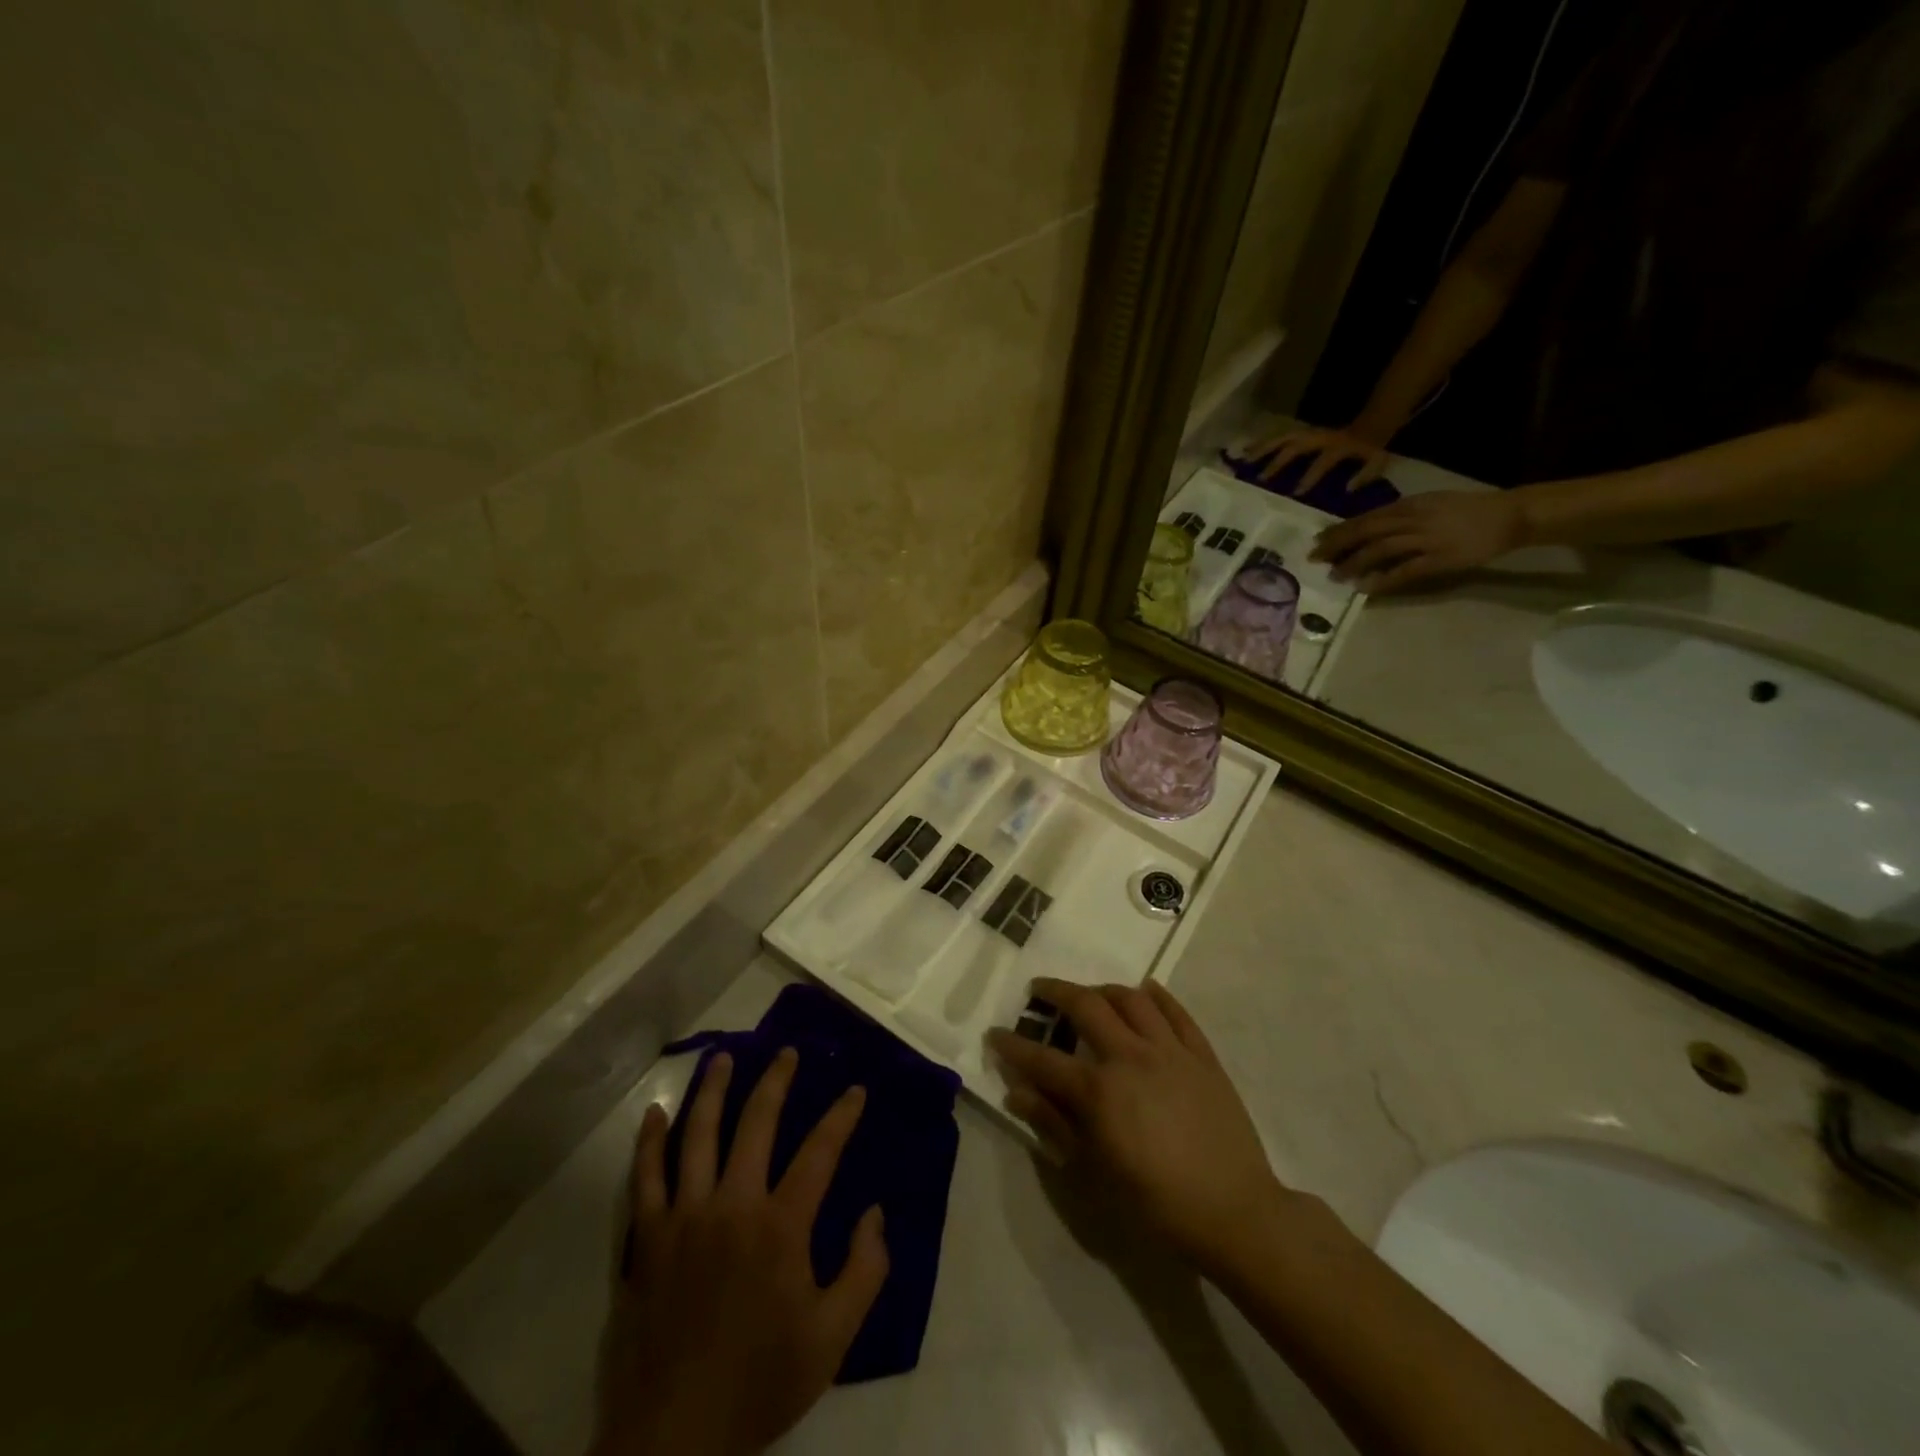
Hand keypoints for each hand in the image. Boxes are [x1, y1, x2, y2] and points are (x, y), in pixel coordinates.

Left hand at [596, 1050, 887, 1455]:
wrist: (674, 1440)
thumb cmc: (760, 1383)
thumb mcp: (832, 1339)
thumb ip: (864, 1272)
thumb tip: (875, 1213)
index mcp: (780, 1225)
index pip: (820, 1151)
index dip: (841, 1116)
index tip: (855, 1090)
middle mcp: (732, 1205)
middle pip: (756, 1123)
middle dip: (776, 1081)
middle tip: (787, 1052)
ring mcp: (684, 1217)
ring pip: (699, 1135)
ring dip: (713, 1091)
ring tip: (723, 1057)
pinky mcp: (646, 1240)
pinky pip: (645, 1178)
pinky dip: (650, 1142)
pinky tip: (656, 1113)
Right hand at [988, 978, 1285, 1276]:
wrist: (1235, 1214)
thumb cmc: (1157, 1203)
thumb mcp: (1095, 1173)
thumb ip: (1055, 1126)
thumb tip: (1017, 1093)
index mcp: (1099, 1091)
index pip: (1043, 1059)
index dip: (1013, 1047)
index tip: (995, 1034)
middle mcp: (1130, 1057)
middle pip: (1086, 1006)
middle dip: (1055, 992)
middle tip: (1040, 990)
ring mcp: (1170, 1051)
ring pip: (1131, 998)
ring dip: (1103, 989)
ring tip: (1091, 995)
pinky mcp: (1202, 1055)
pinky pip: (1177, 1012)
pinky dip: (1157, 996)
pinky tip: (1146, 992)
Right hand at [1247, 422, 1392, 493]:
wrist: (1373, 422)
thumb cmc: (1372, 448)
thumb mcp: (1377, 461)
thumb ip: (1365, 475)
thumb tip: (1347, 489)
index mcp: (1337, 446)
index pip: (1322, 462)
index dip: (1311, 476)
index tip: (1296, 494)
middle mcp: (1319, 438)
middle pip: (1295, 446)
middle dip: (1277, 462)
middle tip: (1260, 479)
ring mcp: (1309, 433)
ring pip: (1283, 438)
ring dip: (1263, 449)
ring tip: (1245, 461)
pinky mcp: (1302, 432)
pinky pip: (1279, 436)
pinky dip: (1262, 443)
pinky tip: (1246, 450)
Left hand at [1311, 489, 1526, 592]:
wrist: (1510, 515)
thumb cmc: (1466, 510)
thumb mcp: (1430, 504)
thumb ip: (1400, 515)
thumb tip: (1369, 528)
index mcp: (1410, 505)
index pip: (1366, 518)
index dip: (1340, 530)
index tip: (1318, 540)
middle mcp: (1414, 519)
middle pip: (1367, 531)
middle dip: (1337, 545)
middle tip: (1314, 558)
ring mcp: (1427, 539)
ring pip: (1381, 549)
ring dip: (1355, 563)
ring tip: (1335, 576)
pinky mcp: (1440, 559)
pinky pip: (1405, 571)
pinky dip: (1383, 579)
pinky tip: (1366, 588)